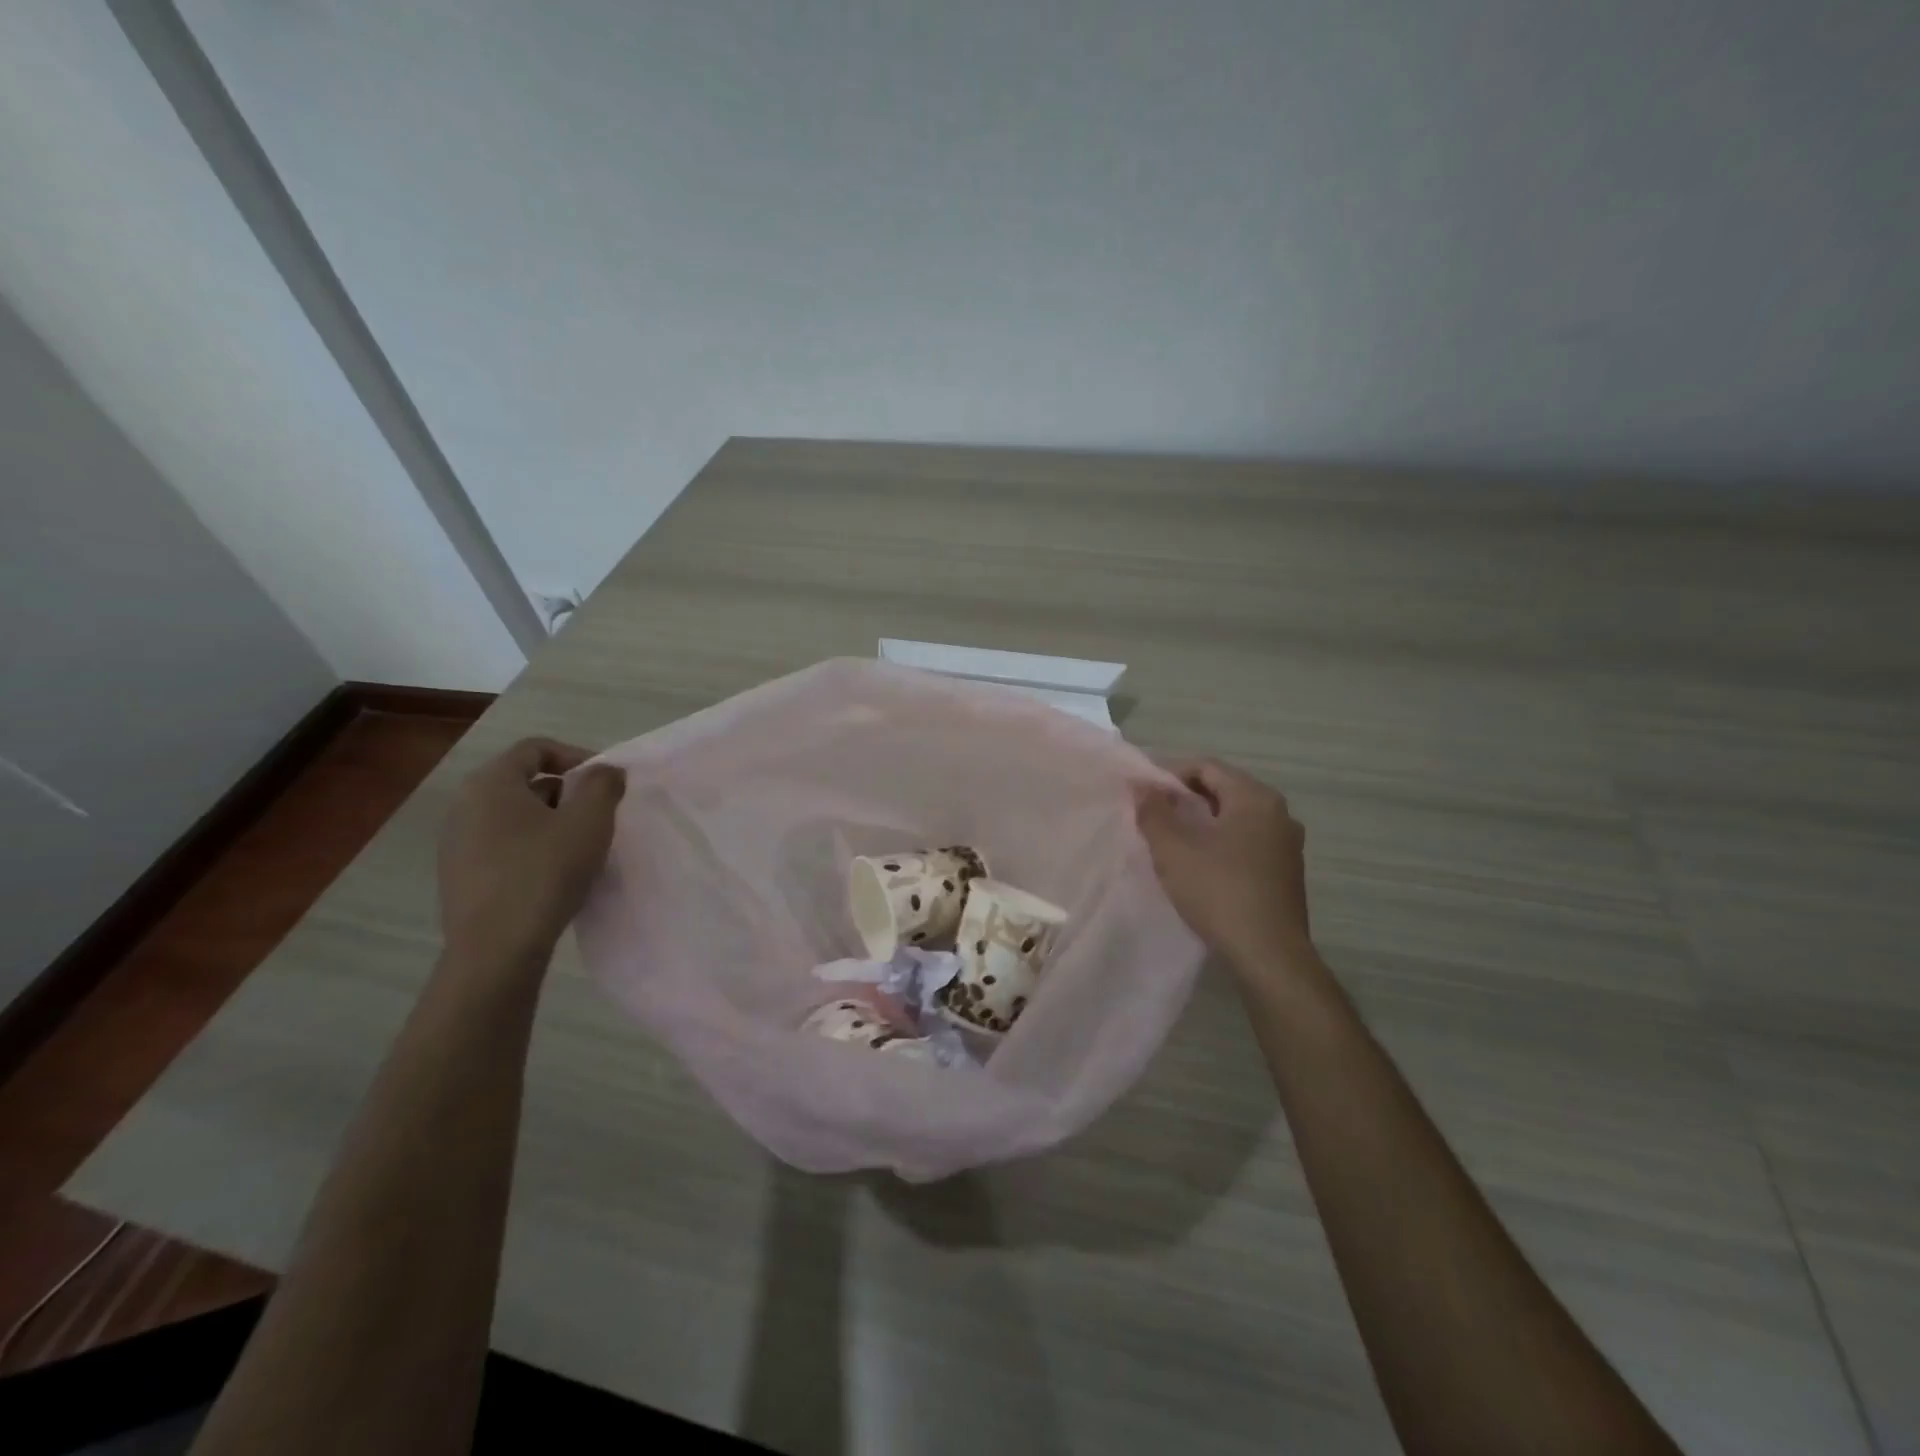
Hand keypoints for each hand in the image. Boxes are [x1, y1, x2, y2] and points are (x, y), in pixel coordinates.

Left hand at [437, 738, 625, 967]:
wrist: (497, 949)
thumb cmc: (545, 872)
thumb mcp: (590, 821)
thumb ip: (603, 785)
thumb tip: (605, 771)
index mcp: (490, 783)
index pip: (535, 748)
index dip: (576, 757)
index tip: (605, 782)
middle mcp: (463, 805)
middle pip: (523, 781)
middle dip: (565, 792)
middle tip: (597, 816)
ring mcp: (455, 843)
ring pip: (513, 816)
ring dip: (549, 822)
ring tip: (578, 847)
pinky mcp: (458, 875)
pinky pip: (501, 845)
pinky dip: (530, 848)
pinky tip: (552, 874)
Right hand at [1135, 758, 1313, 970]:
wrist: (1269, 955)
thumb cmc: (1219, 892)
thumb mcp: (1173, 850)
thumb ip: (1154, 812)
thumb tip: (1141, 785)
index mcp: (1255, 798)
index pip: (1207, 767)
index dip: (1170, 774)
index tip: (1143, 794)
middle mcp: (1279, 813)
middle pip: (1224, 790)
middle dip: (1185, 799)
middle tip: (1153, 817)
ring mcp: (1288, 845)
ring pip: (1236, 819)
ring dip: (1203, 823)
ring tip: (1172, 842)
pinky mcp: (1287, 873)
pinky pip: (1248, 843)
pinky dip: (1221, 844)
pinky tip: (1201, 867)